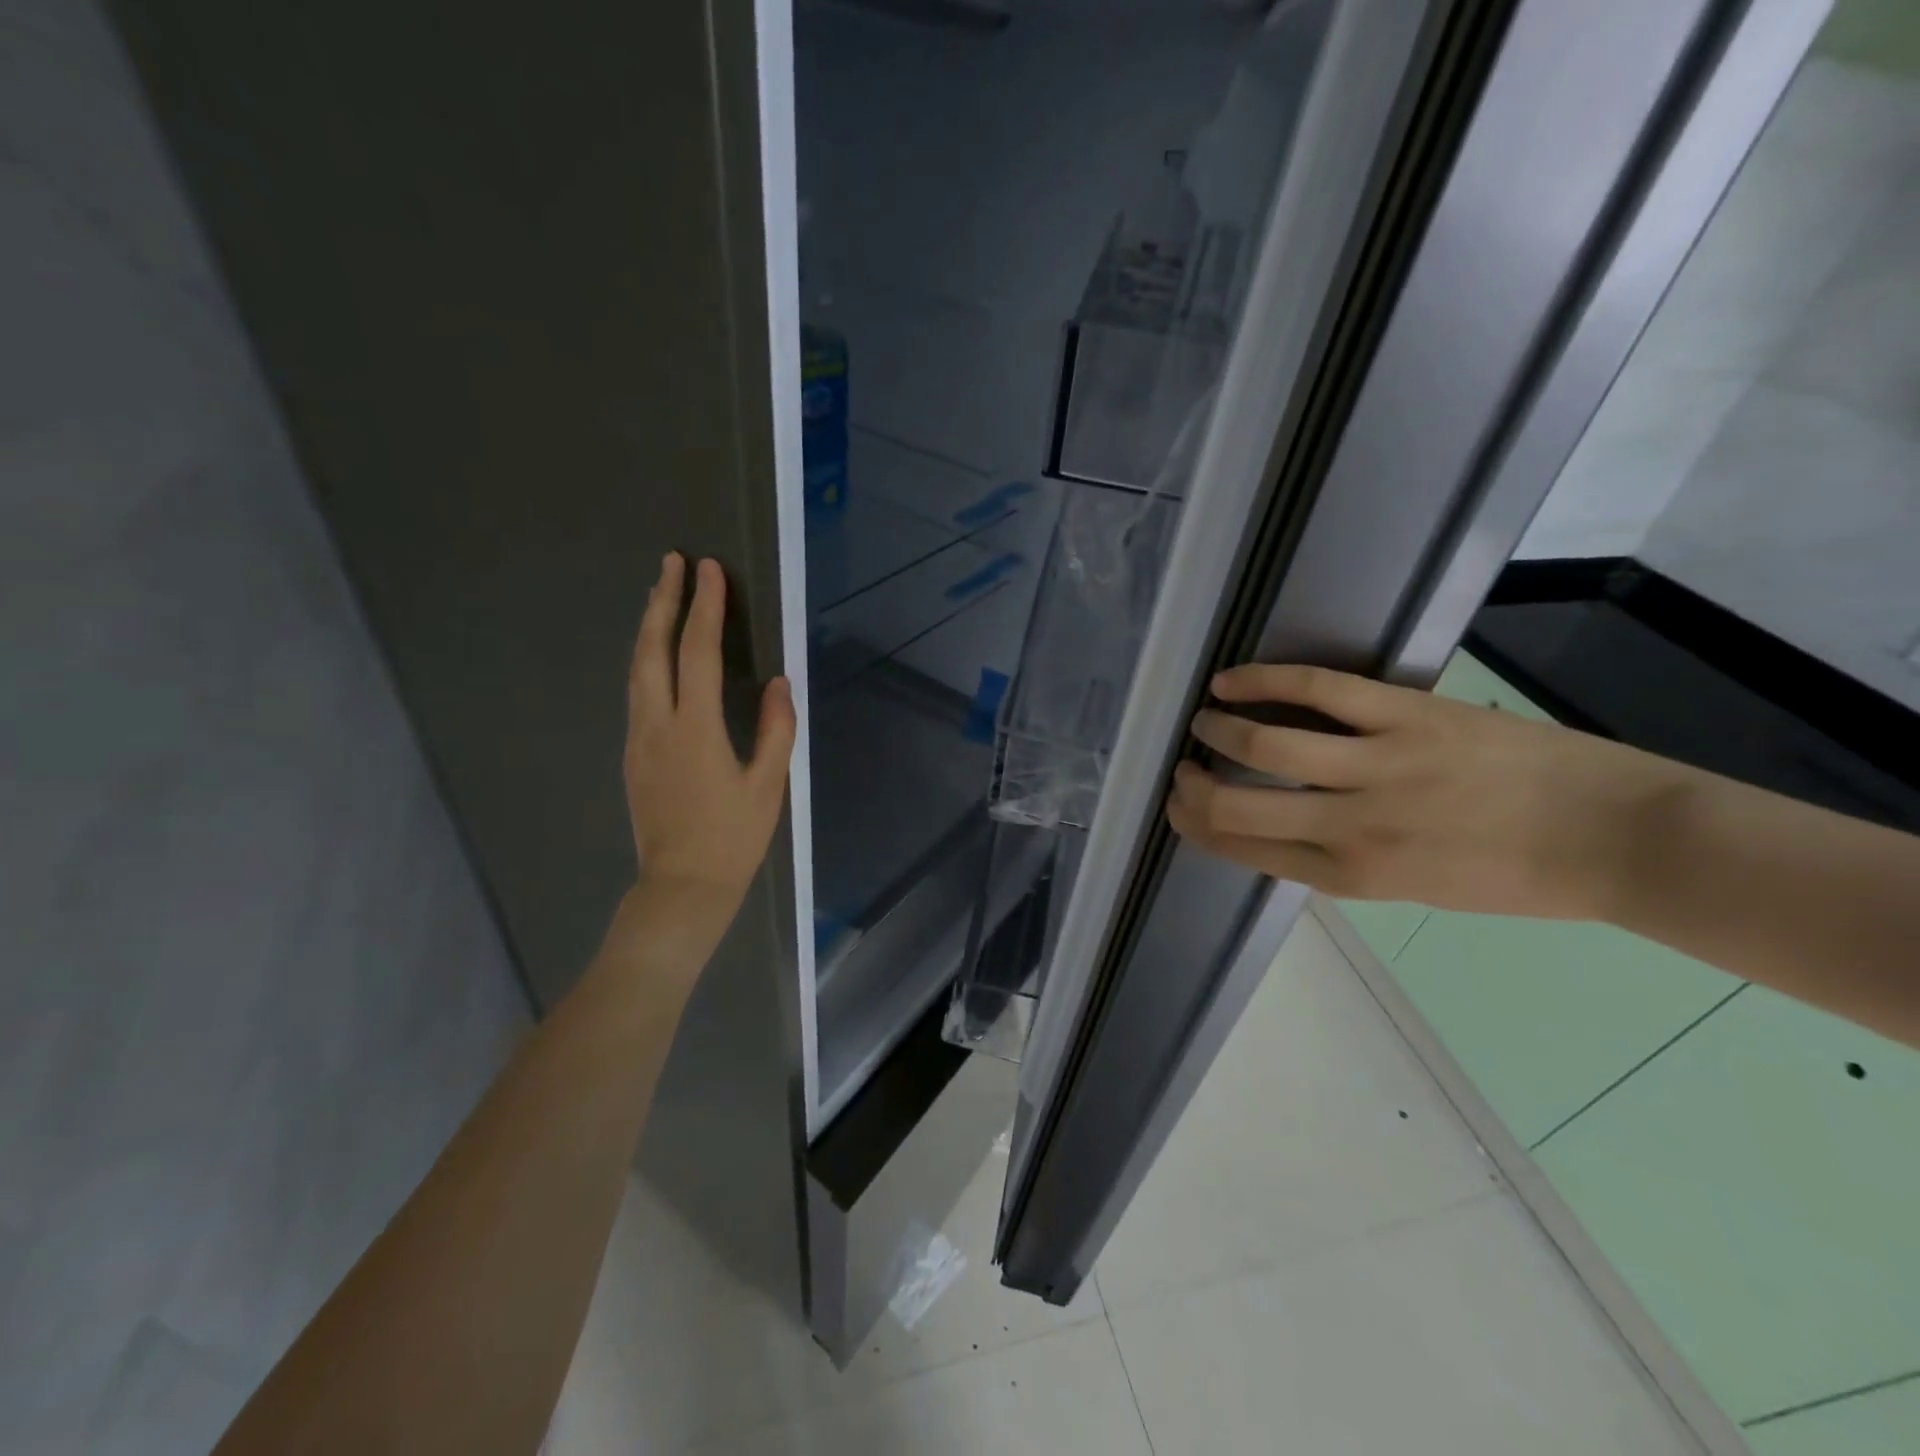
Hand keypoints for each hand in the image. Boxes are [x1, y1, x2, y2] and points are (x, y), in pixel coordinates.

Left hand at [624, 553, 795, 913]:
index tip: (710, 570)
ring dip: (649, 627)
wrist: (681, 887)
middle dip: (662, 601)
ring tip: (660, 595)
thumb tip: (778, 683)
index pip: (696, 652)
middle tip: (672, 562)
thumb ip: (776, 730)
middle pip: (652, 650)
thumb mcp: (768, 786)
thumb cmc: (733, 838)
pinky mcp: (633, 755)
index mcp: (695, 729)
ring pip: (636, 669)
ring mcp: (638, 739)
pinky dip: (646, 659)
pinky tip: (657, 655)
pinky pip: (637, 692)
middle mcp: (657, 725)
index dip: (705, 607)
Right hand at [1166, 664, 1684, 920]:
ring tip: (1205, 720)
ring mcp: (1377, 768)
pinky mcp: (1405, 716)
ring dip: (1218, 730)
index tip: (1180, 805)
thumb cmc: (1514, 875)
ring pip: (1263, 746)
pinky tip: (1231, 680)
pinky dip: (1261, 681)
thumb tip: (1282, 828)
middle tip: (1183, 767)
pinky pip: (1315, 691)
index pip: (1241, 848)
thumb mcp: (1413, 889)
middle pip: (1234, 805)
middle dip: (1192, 786)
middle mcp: (1349, 828)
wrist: (1616, 840)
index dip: (1196, 825)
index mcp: (1349, 876)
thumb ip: (1341, 859)